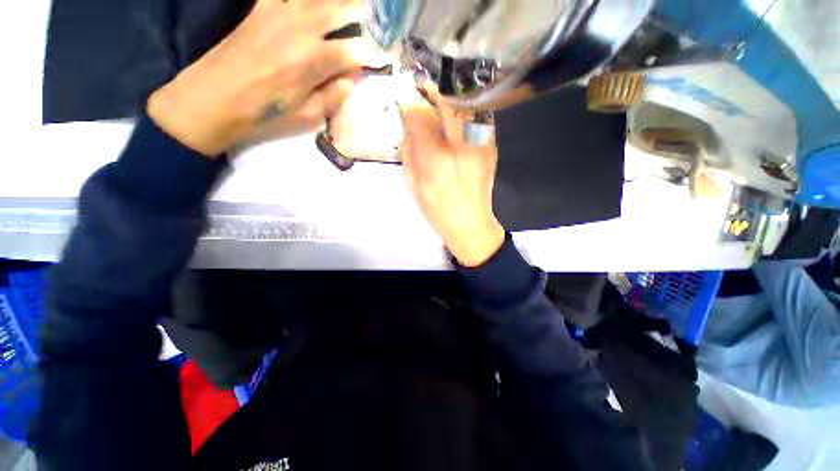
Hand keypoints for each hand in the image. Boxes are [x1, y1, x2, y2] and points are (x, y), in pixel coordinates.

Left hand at [147, 0, 379, 156]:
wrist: (212, 98)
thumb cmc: (264, 114)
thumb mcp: (307, 116)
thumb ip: (334, 95)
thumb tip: (351, 78)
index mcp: (314, 59)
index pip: (357, 50)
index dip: (374, 54)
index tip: (385, 58)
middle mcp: (301, 26)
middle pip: (343, 8)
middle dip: (365, 13)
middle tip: (378, 19)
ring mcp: (280, 11)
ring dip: (340, 2)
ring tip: (352, 8)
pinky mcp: (262, 7)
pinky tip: (312, 6)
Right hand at [400, 89, 504, 266]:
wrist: (471, 224)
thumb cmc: (438, 211)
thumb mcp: (414, 188)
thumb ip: (408, 157)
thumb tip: (407, 133)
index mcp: (436, 160)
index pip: (420, 120)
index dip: (411, 107)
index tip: (406, 102)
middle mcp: (460, 147)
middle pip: (448, 105)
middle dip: (435, 91)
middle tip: (426, 85)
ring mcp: (479, 146)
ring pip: (468, 108)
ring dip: (454, 98)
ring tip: (443, 97)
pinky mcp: (490, 149)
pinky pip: (480, 120)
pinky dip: (468, 113)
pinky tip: (460, 117)